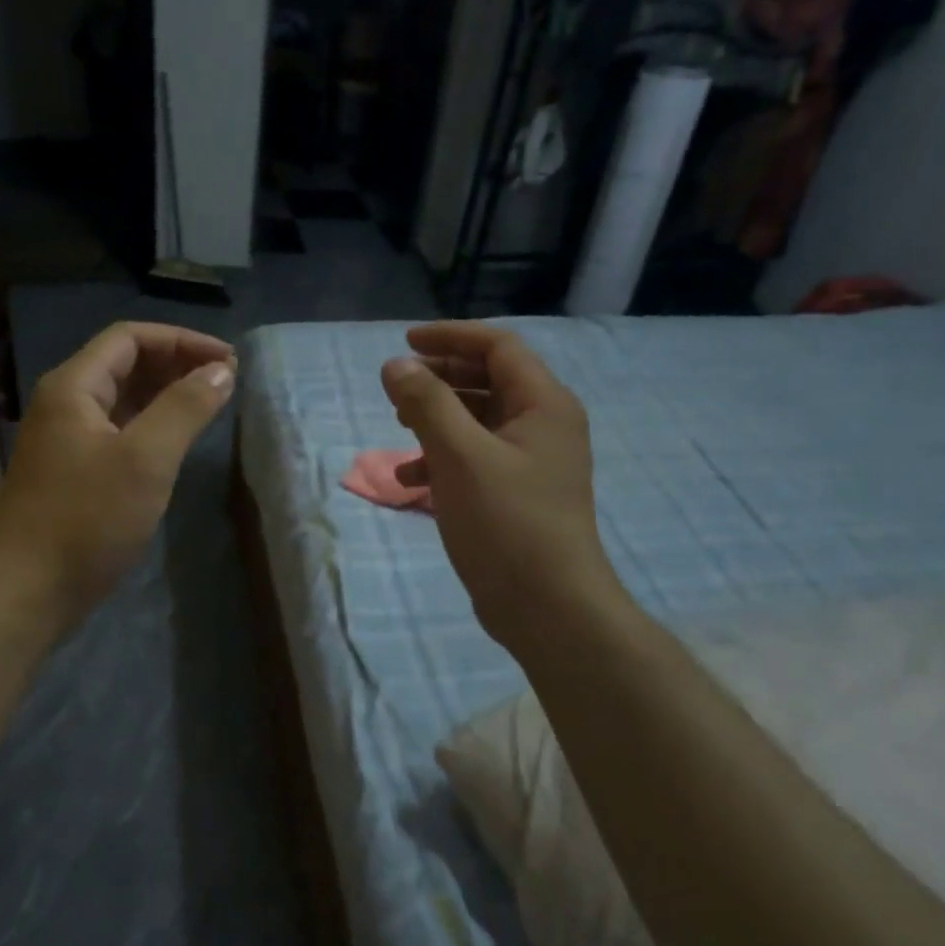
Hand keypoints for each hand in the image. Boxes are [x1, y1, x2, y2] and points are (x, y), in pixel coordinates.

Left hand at [0, 322, 234, 626]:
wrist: (25, 592)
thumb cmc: (85, 520)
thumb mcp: (145, 459)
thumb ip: (185, 408)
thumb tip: (222, 371)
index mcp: (73, 387)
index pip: (130, 338)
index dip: (182, 340)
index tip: (227, 360)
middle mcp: (66, 404)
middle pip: (125, 364)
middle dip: (177, 363)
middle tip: (226, 380)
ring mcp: (68, 440)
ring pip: (123, 399)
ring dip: (166, 394)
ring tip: (211, 403)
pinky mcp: (76, 473)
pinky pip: (120, 431)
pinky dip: (153, 425)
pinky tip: (178, 440)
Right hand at [381, 322, 626, 652]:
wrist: (548, 607)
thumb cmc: (507, 522)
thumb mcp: (459, 455)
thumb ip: (427, 403)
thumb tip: (396, 365)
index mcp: (543, 404)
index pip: (498, 347)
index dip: (451, 337)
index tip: (405, 343)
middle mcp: (544, 426)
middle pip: (489, 380)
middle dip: (440, 379)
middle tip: (398, 388)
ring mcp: (532, 463)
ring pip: (479, 421)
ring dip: (437, 419)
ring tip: (399, 429)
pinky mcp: (517, 495)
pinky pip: (476, 459)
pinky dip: (443, 459)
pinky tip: (412, 481)